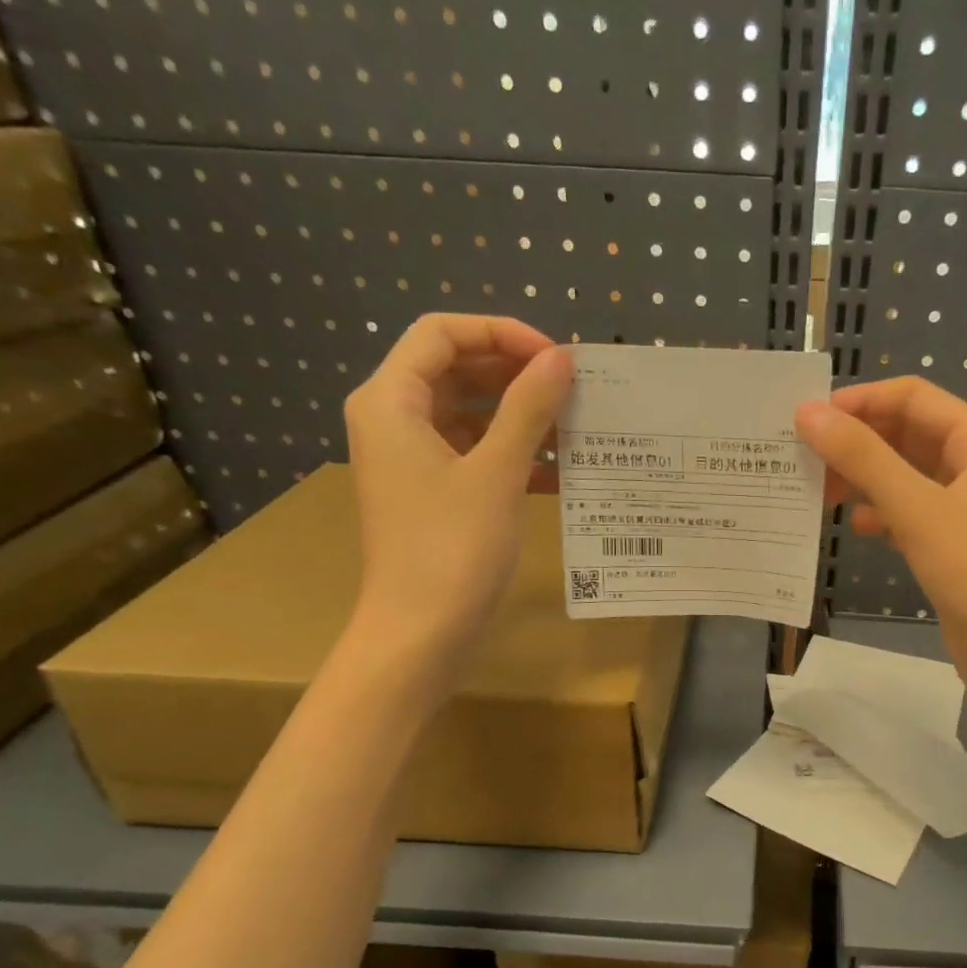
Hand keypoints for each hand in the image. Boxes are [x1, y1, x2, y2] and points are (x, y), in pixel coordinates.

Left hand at [343, 314, 570, 666]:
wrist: (420, 634)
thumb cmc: (452, 548)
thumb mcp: (496, 472)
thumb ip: (529, 408)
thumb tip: (561, 358)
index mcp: (390, 401)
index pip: (441, 333)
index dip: (501, 333)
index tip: (555, 358)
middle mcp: (393, 421)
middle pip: (455, 370)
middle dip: (515, 374)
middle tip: (572, 389)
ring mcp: (412, 461)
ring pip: (469, 415)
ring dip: (520, 416)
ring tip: (575, 428)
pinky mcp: (432, 495)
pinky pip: (474, 455)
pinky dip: (512, 455)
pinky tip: (560, 472)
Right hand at [794, 377, 966, 696]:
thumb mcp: (916, 507)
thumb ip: (862, 457)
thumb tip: (808, 413)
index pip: (913, 398)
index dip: (861, 401)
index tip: (809, 419)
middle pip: (906, 435)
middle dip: (857, 443)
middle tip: (805, 459)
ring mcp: (964, 508)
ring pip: (903, 477)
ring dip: (863, 479)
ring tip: (819, 493)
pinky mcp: (951, 545)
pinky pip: (908, 514)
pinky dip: (880, 515)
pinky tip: (854, 528)